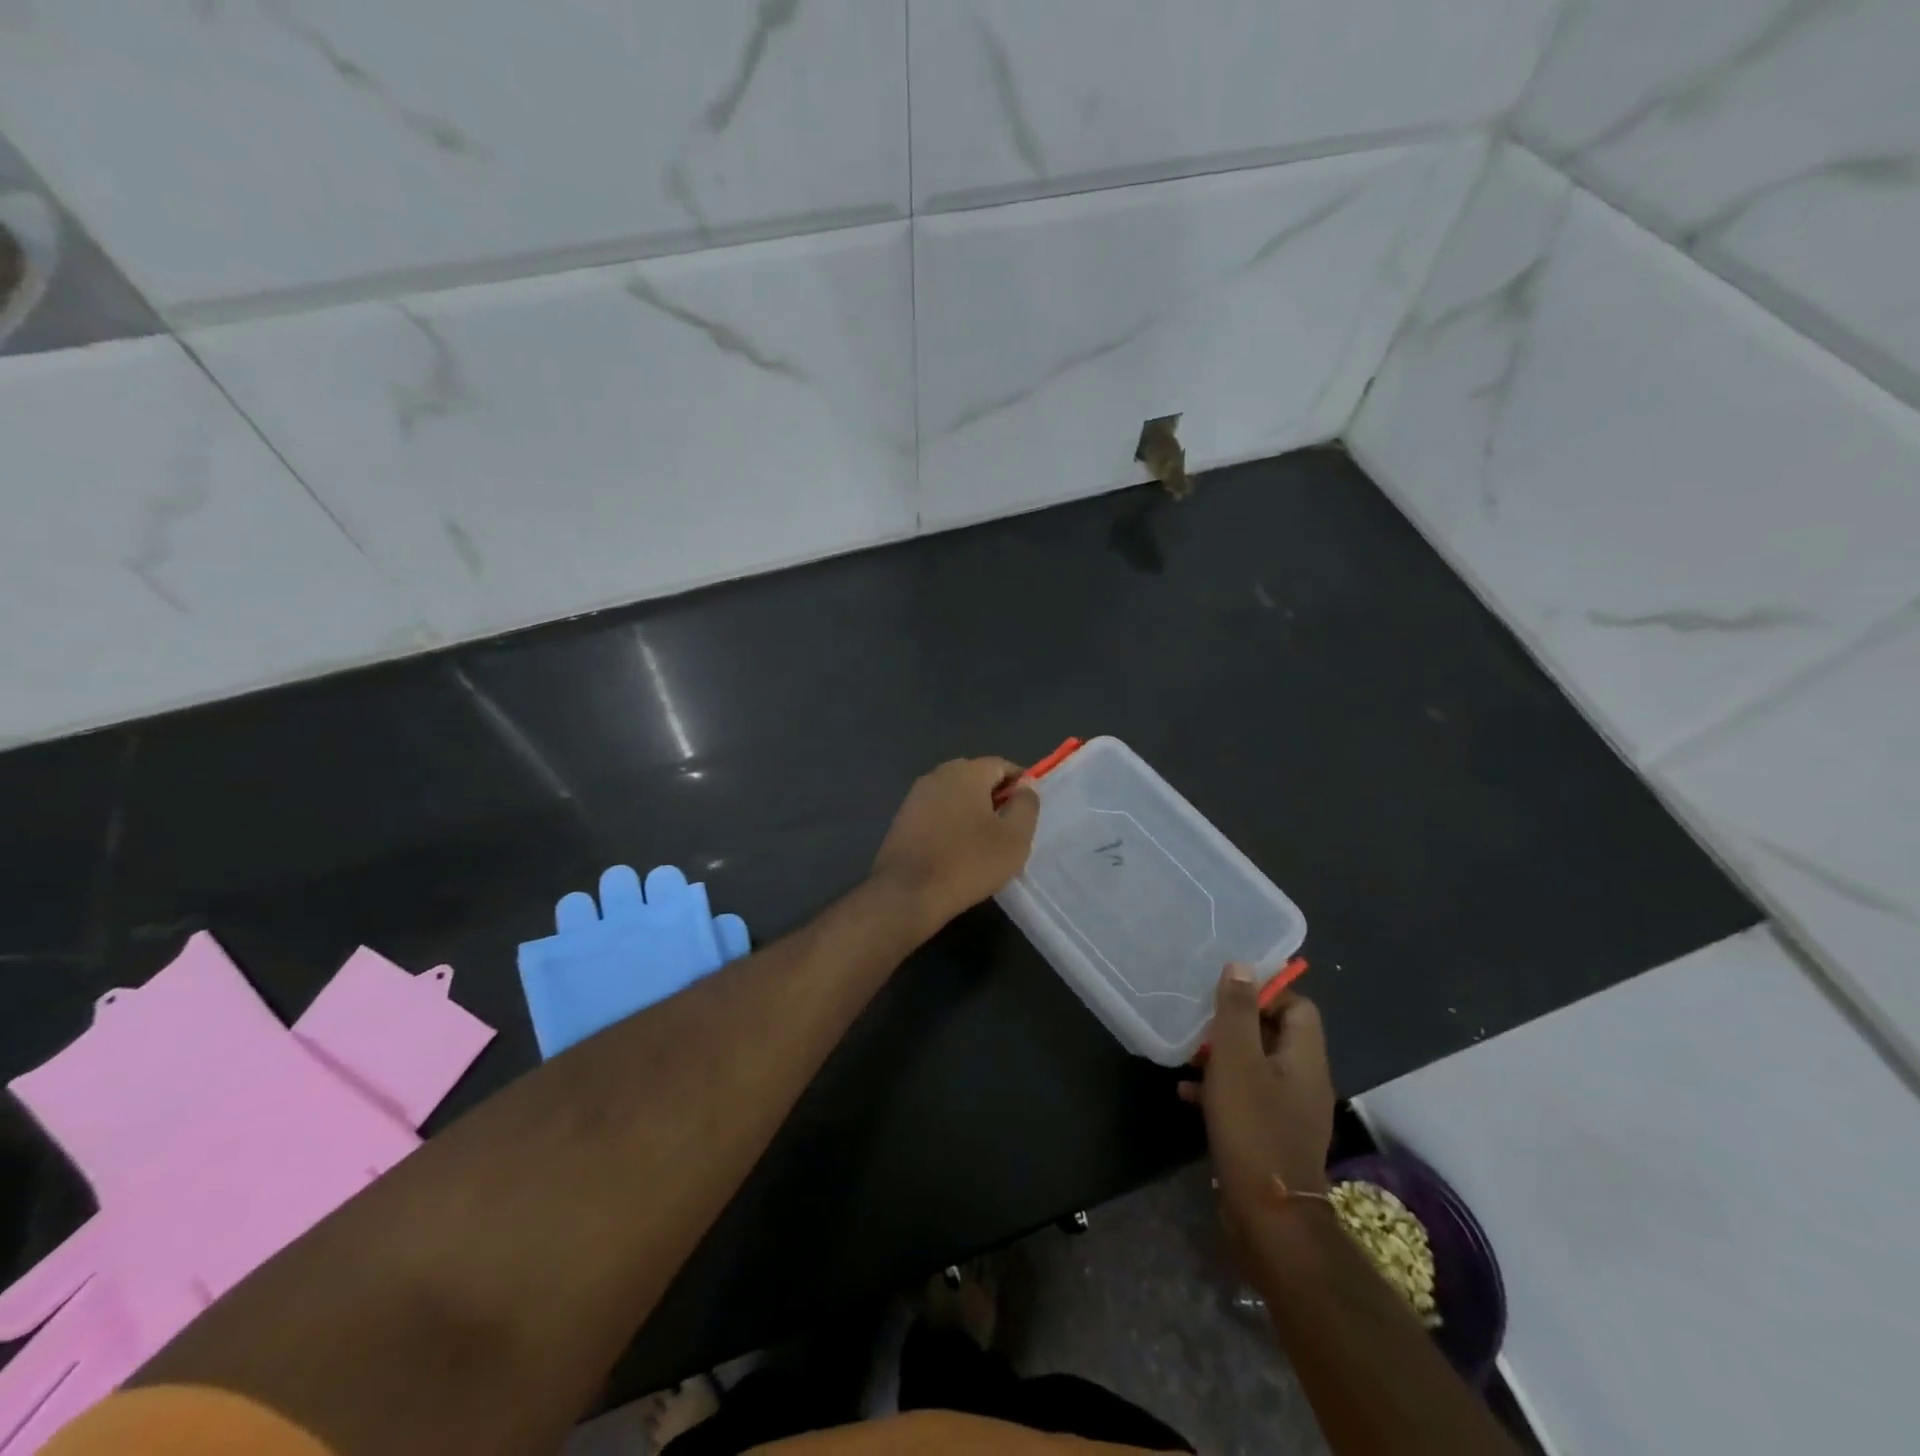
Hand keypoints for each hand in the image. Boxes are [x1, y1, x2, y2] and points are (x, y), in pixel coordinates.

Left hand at [871, 757, 1038, 931]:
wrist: (908, 893)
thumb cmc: (969, 862)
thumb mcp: (1014, 838)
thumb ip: (1026, 805)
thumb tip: (1025, 786)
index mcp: (967, 771)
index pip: (1002, 765)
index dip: (1020, 784)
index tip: (1027, 810)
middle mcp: (938, 774)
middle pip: (976, 777)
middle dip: (994, 796)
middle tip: (1008, 827)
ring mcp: (915, 795)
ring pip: (954, 795)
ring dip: (971, 810)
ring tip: (983, 841)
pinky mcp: (902, 818)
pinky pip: (936, 811)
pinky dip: (950, 822)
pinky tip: (956, 848)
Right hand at [1181, 966, 1334, 1237]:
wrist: (1269, 1215)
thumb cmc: (1253, 1126)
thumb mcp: (1237, 1060)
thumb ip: (1238, 1011)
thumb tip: (1243, 966)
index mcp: (1305, 1057)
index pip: (1297, 1006)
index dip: (1265, 994)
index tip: (1227, 995)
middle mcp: (1305, 1080)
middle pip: (1274, 1034)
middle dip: (1236, 1026)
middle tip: (1201, 1024)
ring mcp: (1290, 1111)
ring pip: (1256, 1066)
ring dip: (1223, 1057)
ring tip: (1189, 1056)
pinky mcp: (1272, 1135)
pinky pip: (1247, 1097)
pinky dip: (1220, 1089)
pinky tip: (1187, 1094)